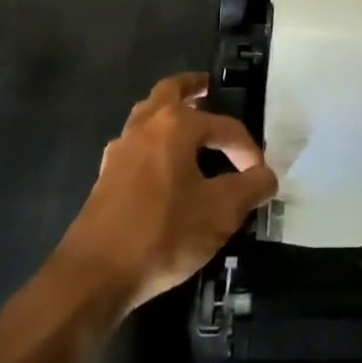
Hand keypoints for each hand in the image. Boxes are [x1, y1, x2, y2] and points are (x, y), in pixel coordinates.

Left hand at [55, 73, 276, 312]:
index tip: (259, 175)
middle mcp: (146, 126)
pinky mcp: (106, 176)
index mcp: (176, 125)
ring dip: (168, 112)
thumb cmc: (163, 233)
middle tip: (208, 87)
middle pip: (170, 91)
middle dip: (192, 87)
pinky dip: (152, 141)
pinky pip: (135, 143)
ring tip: (187, 122)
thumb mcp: (221, 213)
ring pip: (147, 114)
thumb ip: (251, 188)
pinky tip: (161, 165)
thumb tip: (267, 176)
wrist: (94, 274)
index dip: (247, 148)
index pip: (224, 126)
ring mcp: (121, 150)